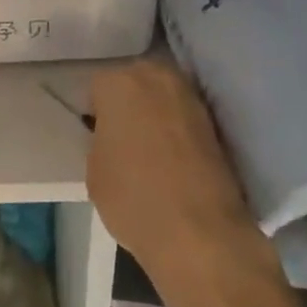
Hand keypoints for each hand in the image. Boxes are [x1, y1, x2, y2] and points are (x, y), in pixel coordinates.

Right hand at [87, 59, 257, 279]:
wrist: (201, 232)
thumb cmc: (134, 198)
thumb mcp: (94, 171)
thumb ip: (100, 139)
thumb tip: (113, 136)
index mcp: (117, 82)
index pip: (97, 89)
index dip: (96, 114)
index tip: (98, 137)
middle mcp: (154, 74)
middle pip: (133, 82)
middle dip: (128, 104)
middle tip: (123, 139)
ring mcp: (187, 94)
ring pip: (160, 95)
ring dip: (154, 113)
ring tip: (150, 149)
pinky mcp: (212, 117)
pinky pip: (182, 114)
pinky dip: (176, 128)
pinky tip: (172, 157)